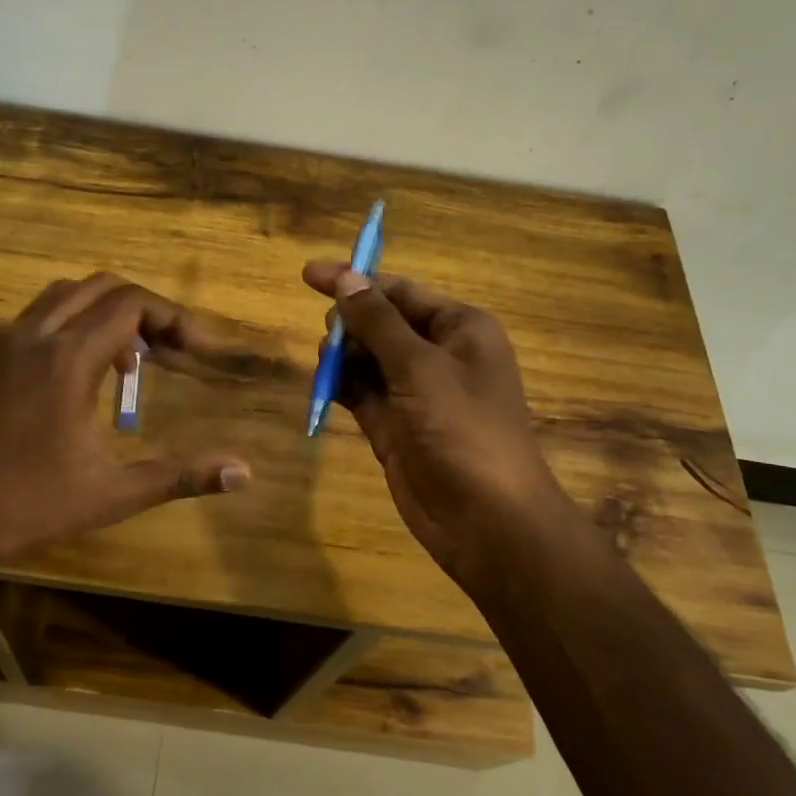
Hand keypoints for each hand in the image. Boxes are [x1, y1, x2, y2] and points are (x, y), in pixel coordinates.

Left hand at [0, 274, 250, 621]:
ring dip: (103, 313)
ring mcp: (0, 346)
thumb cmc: (28, 508)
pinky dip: (69, 326)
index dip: (173, 318)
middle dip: (143, 310)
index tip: (198, 349)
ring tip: (128, 362)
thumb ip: (181, 475)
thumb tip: (245, 472)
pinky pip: (34, 319)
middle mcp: (33, 337)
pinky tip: (77, 378)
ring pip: (61, 296)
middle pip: (100, 287)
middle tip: (170, 351)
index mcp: (68, 359)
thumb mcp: (113, 494)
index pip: (130, 304)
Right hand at [303, 262, 567, 592]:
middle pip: (382, 323)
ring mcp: (415, 393)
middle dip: (350, 324)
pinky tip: (324, 385)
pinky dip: (342, 386)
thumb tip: (345, 277)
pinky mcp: (395, 425)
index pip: (401, 292)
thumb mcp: (419, 367)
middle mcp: (438, 355)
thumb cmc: (462, 430)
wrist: (486, 520)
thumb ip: (377, 322)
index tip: (309, 275)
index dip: (356, 281)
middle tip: (328, 337)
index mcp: (460, 329)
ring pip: (368, 359)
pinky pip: (362, 393)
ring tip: (326, 364)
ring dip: (343, 356)